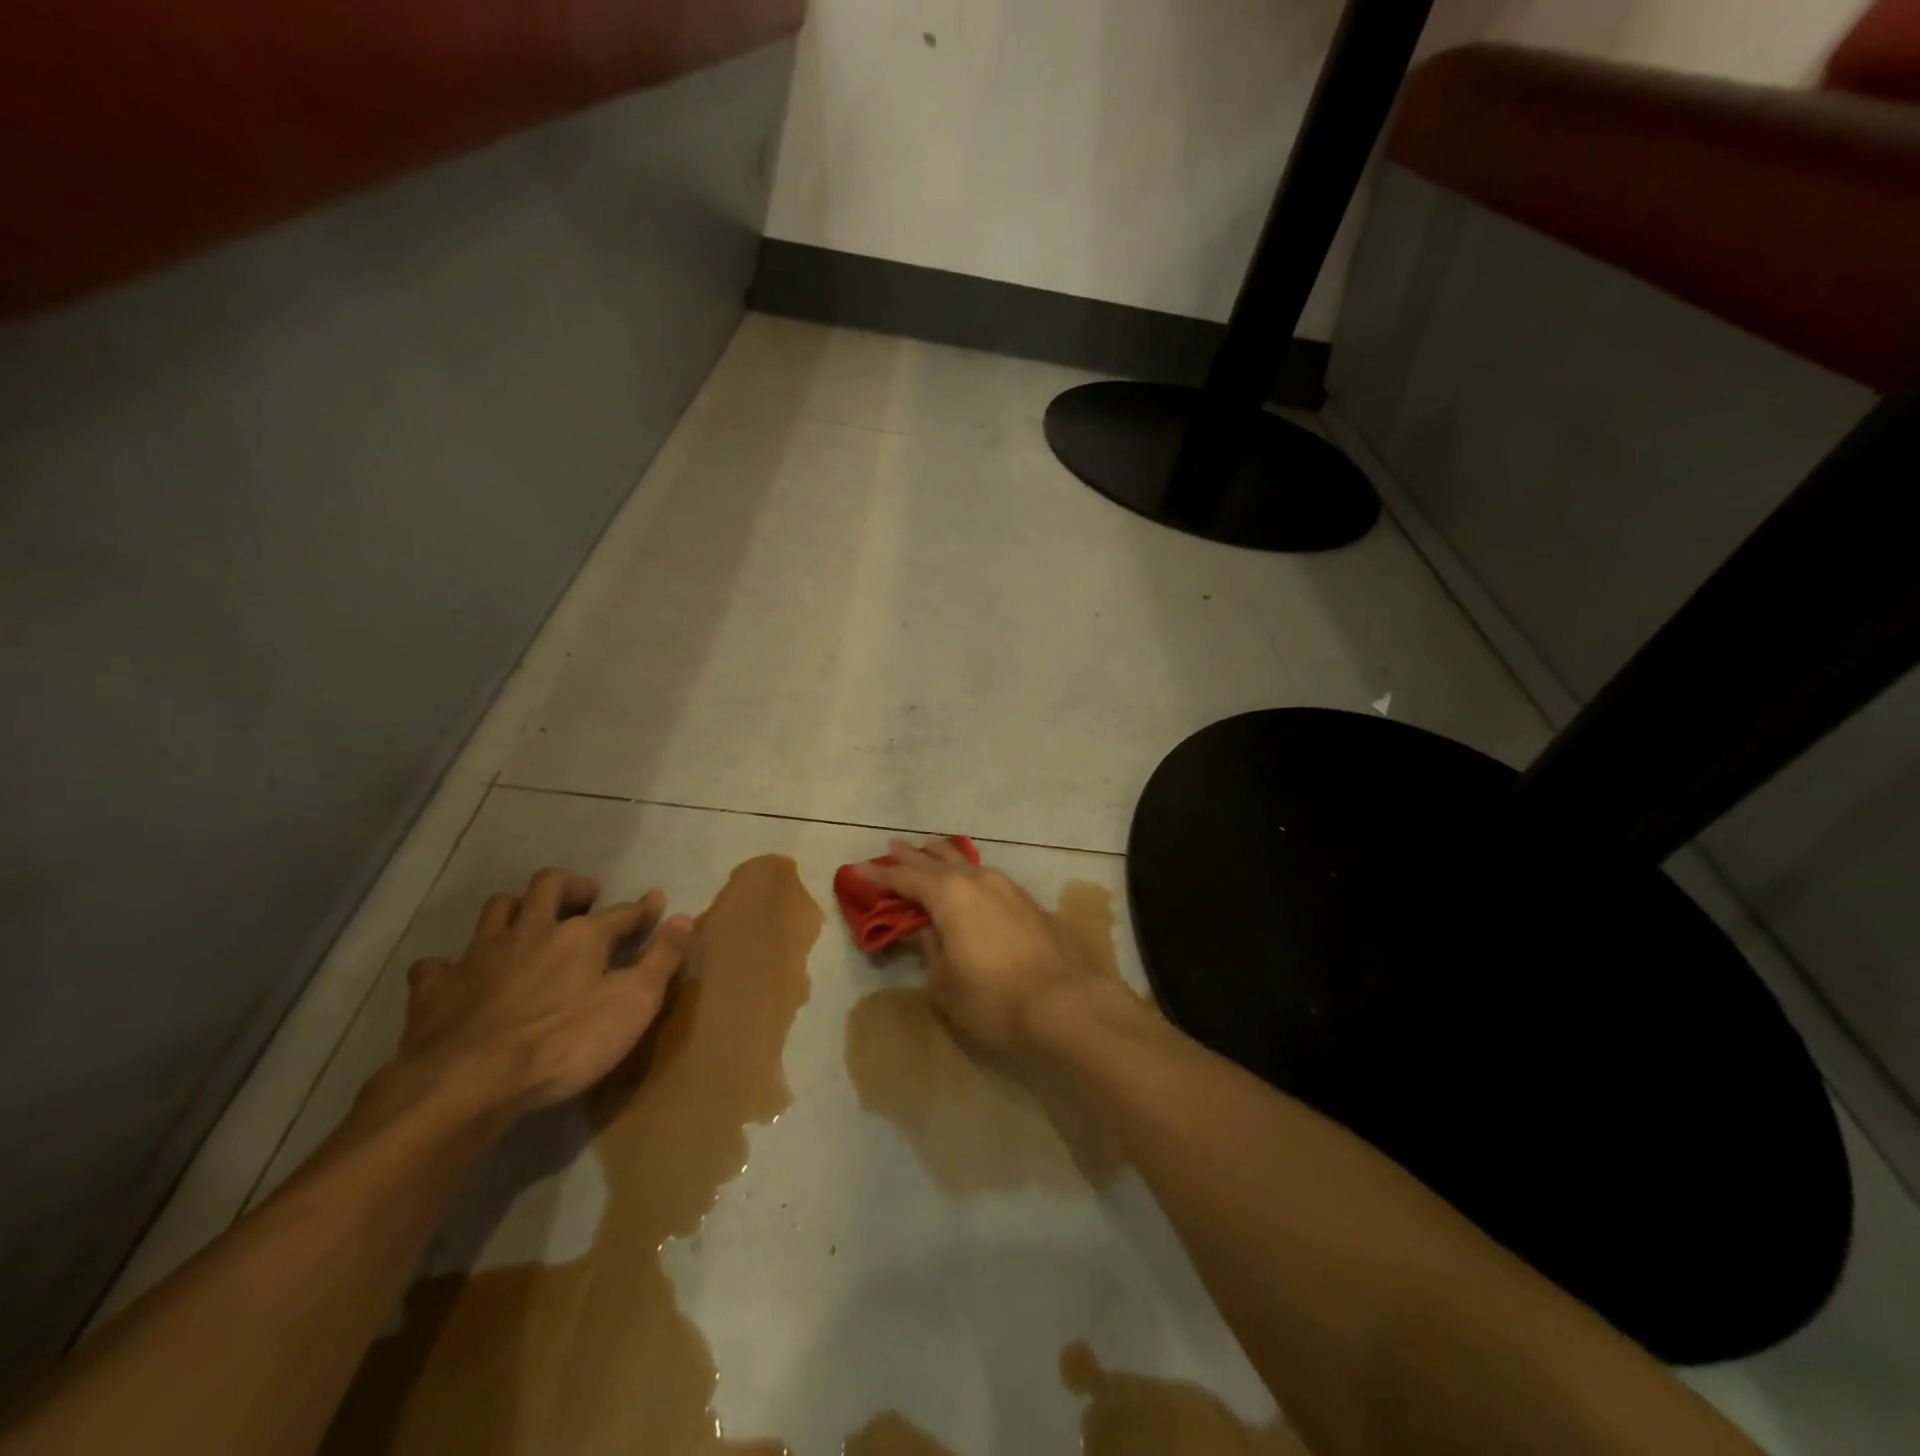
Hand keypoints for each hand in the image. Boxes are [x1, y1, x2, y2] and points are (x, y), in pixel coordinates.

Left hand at [384, 867, 693, 1120]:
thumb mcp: (633, 1004)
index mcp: (581, 936)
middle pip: (549, 886)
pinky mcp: (435, 989)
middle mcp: (531, 931)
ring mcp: (478, 956)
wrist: (466, 1084)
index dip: (642, 907)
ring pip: (496, 909)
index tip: (655, 901)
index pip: (621, 911)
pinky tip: (459, 979)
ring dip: (515, 910)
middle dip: (572, 886)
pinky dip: (451, 966)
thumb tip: (684, 918)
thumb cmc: (564, 1044)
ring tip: (527, 924)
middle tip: (585, 899)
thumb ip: (661, 959)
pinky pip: (437, 964)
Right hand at [858, 840, 1100, 1053]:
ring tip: (929, 853)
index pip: (904, 878)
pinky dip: (969, 874)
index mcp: (949, 894)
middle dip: (912, 856)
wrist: (1065, 1004)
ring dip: (944, 858)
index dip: (879, 875)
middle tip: (892, 847)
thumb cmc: (992, 998)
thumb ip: (928, 946)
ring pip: (967, 863)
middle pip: (937, 861)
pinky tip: (970, 880)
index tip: (857, 870)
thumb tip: (922, 927)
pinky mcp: (1028, 902)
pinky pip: (987, 877)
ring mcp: (1007, 887)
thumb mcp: (944, 981)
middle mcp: (977, 880)